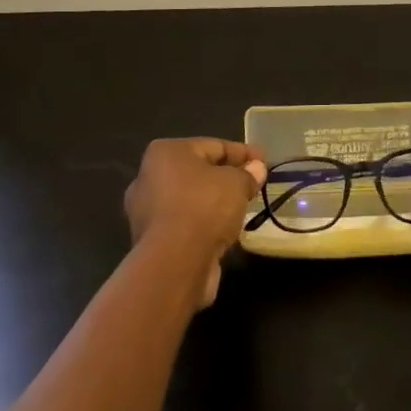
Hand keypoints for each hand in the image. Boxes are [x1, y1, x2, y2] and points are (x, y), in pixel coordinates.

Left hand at [124, 138, 266, 308]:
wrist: (175, 264)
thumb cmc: (204, 207)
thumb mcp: (236, 183)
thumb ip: (248, 174)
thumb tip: (257, 169)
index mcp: (166, 153)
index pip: (213, 146)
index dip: (243, 153)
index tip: (264, 161)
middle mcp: (149, 177)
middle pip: (199, 172)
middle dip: (227, 177)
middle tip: (254, 183)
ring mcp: (146, 211)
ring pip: (191, 199)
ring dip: (216, 202)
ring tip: (243, 207)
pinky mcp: (151, 241)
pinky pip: (185, 223)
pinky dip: (204, 224)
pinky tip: (224, 230)